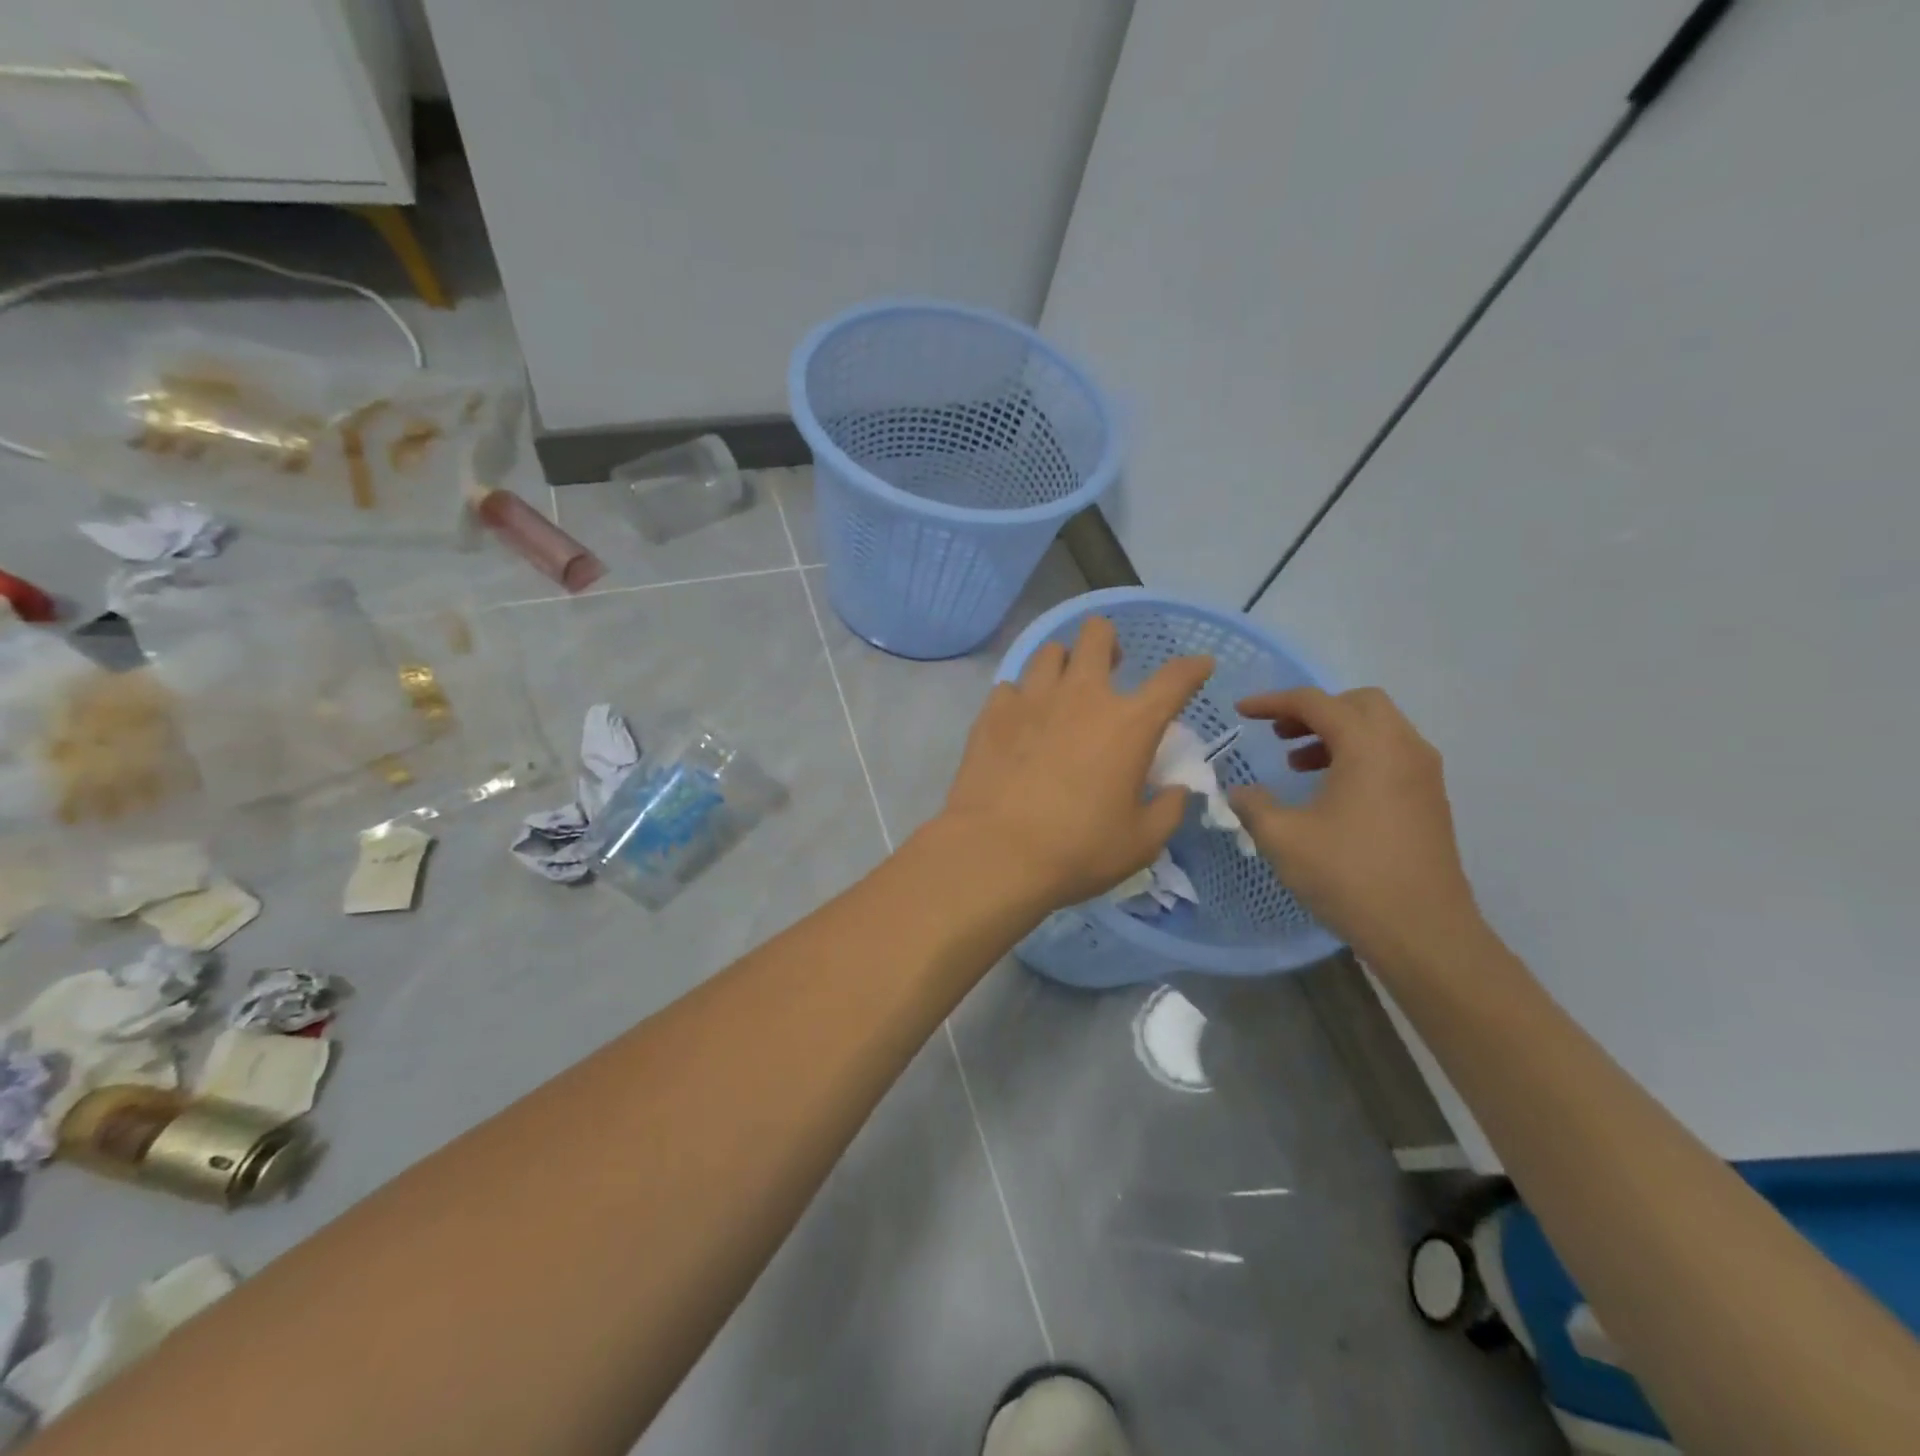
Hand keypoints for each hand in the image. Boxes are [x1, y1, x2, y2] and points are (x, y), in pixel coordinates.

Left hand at [935, 617, 1213, 911]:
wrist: (996, 853)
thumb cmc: (1078, 850)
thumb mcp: (1141, 842)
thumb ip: (1168, 810)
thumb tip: (1176, 791)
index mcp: (1130, 724)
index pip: (1174, 679)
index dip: (1193, 668)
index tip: (1200, 665)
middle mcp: (1082, 696)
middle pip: (1097, 635)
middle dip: (1107, 641)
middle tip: (1108, 667)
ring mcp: (1033, 698)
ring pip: (1050, 652)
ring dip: (1063, 664)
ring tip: (1062, 689)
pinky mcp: (993, 712)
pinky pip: (1011, 687)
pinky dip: (1021, 698)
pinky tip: (1021, 721)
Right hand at [1227, 687, 1482, 964]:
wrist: (1424, 931)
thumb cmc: (1349, 876)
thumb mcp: (1283, 838)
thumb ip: (1253, 804)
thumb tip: (1239, 791)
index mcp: (1368, 746)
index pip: (1315, 702)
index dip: (1272, 702)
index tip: (1241, 711)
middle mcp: (1403, 747)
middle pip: (1357, 703)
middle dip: (1313, 711)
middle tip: (1278, 734)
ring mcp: (1424, 774)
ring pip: (1378, 728)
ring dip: (1336, 733)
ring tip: (1298, 763)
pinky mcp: (1430, 799)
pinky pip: (1391, 754)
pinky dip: (1357, 754)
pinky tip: (1331, 791)